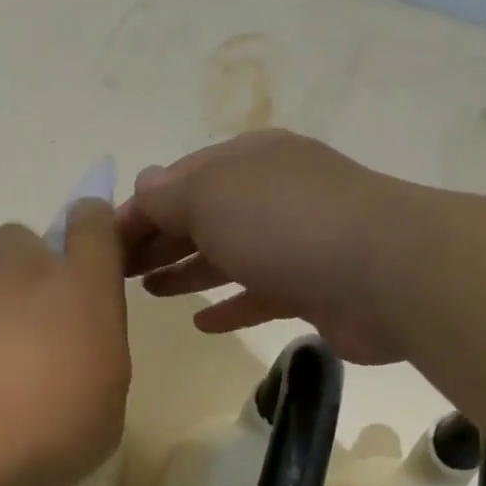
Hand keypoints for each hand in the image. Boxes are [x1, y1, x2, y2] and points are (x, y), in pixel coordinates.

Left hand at [0, 202, 129, 485]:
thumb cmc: (54, 427)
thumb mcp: (103, 414)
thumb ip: (94, 371)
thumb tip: (78, 369)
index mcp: (85, 290)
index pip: (92, 225)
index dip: (90, 229)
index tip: (87, 254)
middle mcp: (26, 272)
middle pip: (21, 238)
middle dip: (23, 267)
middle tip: (26, 321)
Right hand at [119, 129, 422, 364]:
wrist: (385, 273)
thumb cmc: (284, 224)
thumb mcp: (210, 196)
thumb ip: (168, 196)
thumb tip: (141, 185)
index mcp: (245, 162)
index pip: (176, 182)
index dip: (136, 212)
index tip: (100, 247)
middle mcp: (268, 196)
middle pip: (198, 218)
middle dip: (156, 241)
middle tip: (117, 274)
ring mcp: (291, 242)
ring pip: (224, 256)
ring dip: (185, 270)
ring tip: (149, 292)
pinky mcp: (309, 287)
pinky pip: (256, 295)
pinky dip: (227, 306)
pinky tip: (201, 323)